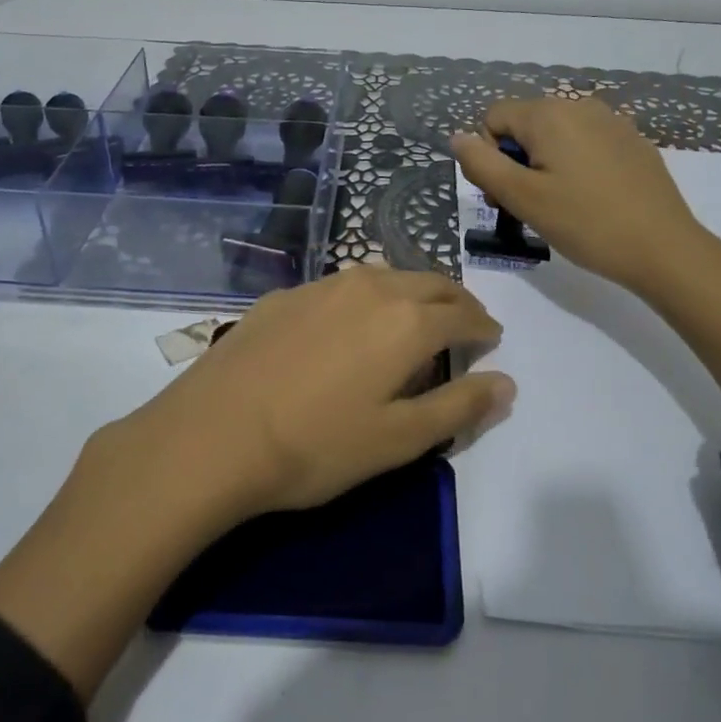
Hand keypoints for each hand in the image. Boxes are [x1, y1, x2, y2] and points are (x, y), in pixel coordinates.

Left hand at [123, 265, 512, 515]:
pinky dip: (366, 297)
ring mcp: (323, 285)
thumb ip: (460, 407)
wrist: (212, 435)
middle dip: (455, 301)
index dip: (483, 327)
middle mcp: (371, 287)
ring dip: (411, 292)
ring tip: (412, 319)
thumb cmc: (317, 445)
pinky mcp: (286, 294)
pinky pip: (343, 285)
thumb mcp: (399, 440)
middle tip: (463, 324)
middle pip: (429, 282)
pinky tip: (349, 325)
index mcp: (407, 320)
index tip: (490, 340)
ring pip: (386, 276)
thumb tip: (507, 383)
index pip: (464, 314)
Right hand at [451, 96, 720, 297]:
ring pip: (555, 135)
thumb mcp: (522, 198)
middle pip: (524, 124)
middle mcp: (579, 105)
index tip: (506, 195)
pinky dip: (576, 165)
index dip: (489, 156)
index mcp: (549, 114)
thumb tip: (457, 137)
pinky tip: (592, 198)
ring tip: (560, 205)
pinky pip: (586, 143)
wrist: (663, 248)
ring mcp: (611, 121)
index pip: (493, 118)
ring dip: (544, 164)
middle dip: (516, 160)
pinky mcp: (632, 141)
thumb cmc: (586, 223)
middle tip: (529, 206)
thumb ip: (482, 164)